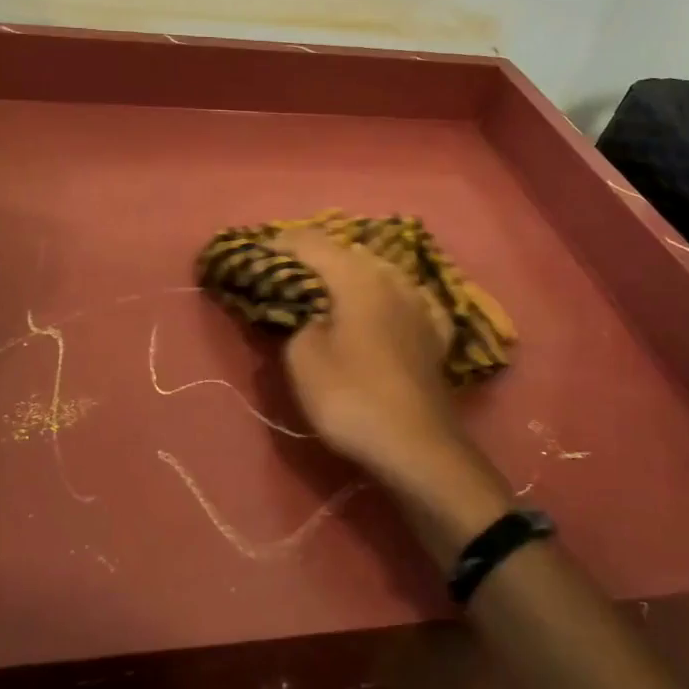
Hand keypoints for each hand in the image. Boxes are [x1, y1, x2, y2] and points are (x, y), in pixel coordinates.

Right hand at [276, 230, 507, 511]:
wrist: (418, 447)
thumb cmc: (352, 397)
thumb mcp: (303, 357)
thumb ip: (296, 319)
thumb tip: (306, 311)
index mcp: (357, 276)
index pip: (310, 242)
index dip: (279, 244)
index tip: (256, 255)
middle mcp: (392, 278)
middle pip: (347, 253)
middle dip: (315, 258)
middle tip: (286, 274)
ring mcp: (420, 303)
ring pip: (377, 273)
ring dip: (349, 276)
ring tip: (325, 292)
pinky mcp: (433, 332)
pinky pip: (400, 300)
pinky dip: (379, 299)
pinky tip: (375, 310)